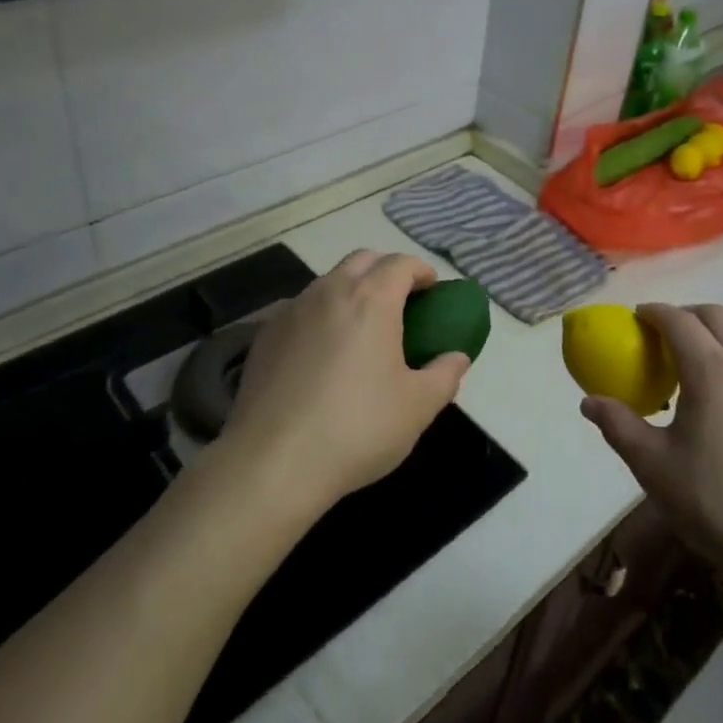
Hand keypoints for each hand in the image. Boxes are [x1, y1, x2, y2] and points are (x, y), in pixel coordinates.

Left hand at [224, 250, 469, 517]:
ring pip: (328, 282)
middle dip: (386, 271)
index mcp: (371, 300)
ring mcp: (291, 311)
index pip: (401, 264)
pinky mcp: (265, 335)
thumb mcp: (418, 407)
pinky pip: (301, 309)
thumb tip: (457, 357)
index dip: (421, 271)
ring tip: (362, 328)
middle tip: (401, 302)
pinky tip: (324, 352)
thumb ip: (444, 374)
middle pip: (362, 260)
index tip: (432, 289)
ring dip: (351, 290)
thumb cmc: (357, 428)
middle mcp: (329, 292)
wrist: (273, 461)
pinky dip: (321, 315)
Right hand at [580, 303, 722, 608]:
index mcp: (712, 370)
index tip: (635, 318)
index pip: (678, 320)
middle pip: (716, 316)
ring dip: (714, 336)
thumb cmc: (716, 503)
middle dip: (686, 315)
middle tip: (661, 336)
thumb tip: (589, 402)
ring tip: (691, 368)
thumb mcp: (653, 466)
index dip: (653, 312)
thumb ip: (619, 426)